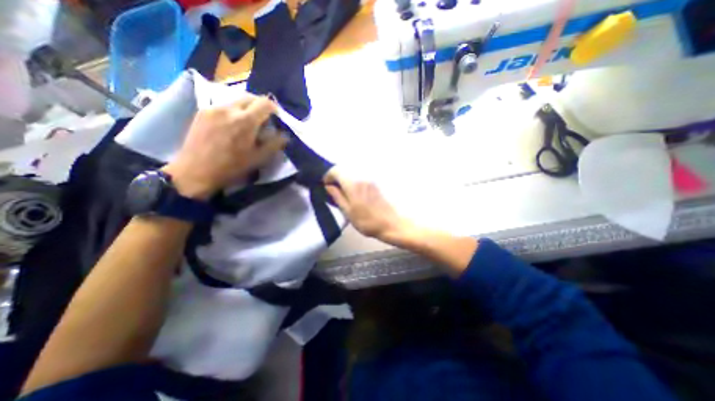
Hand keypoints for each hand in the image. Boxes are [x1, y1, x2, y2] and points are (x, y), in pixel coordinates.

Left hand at [160, 93, 286, 200]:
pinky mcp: (202, 111)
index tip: (276, 118)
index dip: (274, 109)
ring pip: (236, 100)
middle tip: (264, 120)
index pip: (265, 103)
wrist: (195, 172)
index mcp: (246, 121)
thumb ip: (275, 144)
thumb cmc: (231, 167)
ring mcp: (213, 108)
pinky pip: (224, 105)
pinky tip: (232, 125)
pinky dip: (233, 111)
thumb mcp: (259, 158)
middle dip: (260, 106)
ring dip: (246, 108)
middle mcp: (229, 109)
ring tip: (247, 123)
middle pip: (250, 97)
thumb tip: (285, 135)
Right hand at [325, 166, 414, 244]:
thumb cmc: (366, 221)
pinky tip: (355, 194)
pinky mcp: (375, 184)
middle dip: (336, 178)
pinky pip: (360, 179)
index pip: (336, 170)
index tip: (326, 185)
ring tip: (343, 194)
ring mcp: (370, 180)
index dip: (328, 176)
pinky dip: (354, 182)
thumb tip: (328, 186)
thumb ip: (337, 197)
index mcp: (352, 184)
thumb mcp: (348, 212)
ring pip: (353, 174)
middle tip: (333, 190)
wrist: (390, 224)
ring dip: (345, 180)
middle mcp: (361, 178)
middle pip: (345, 170)